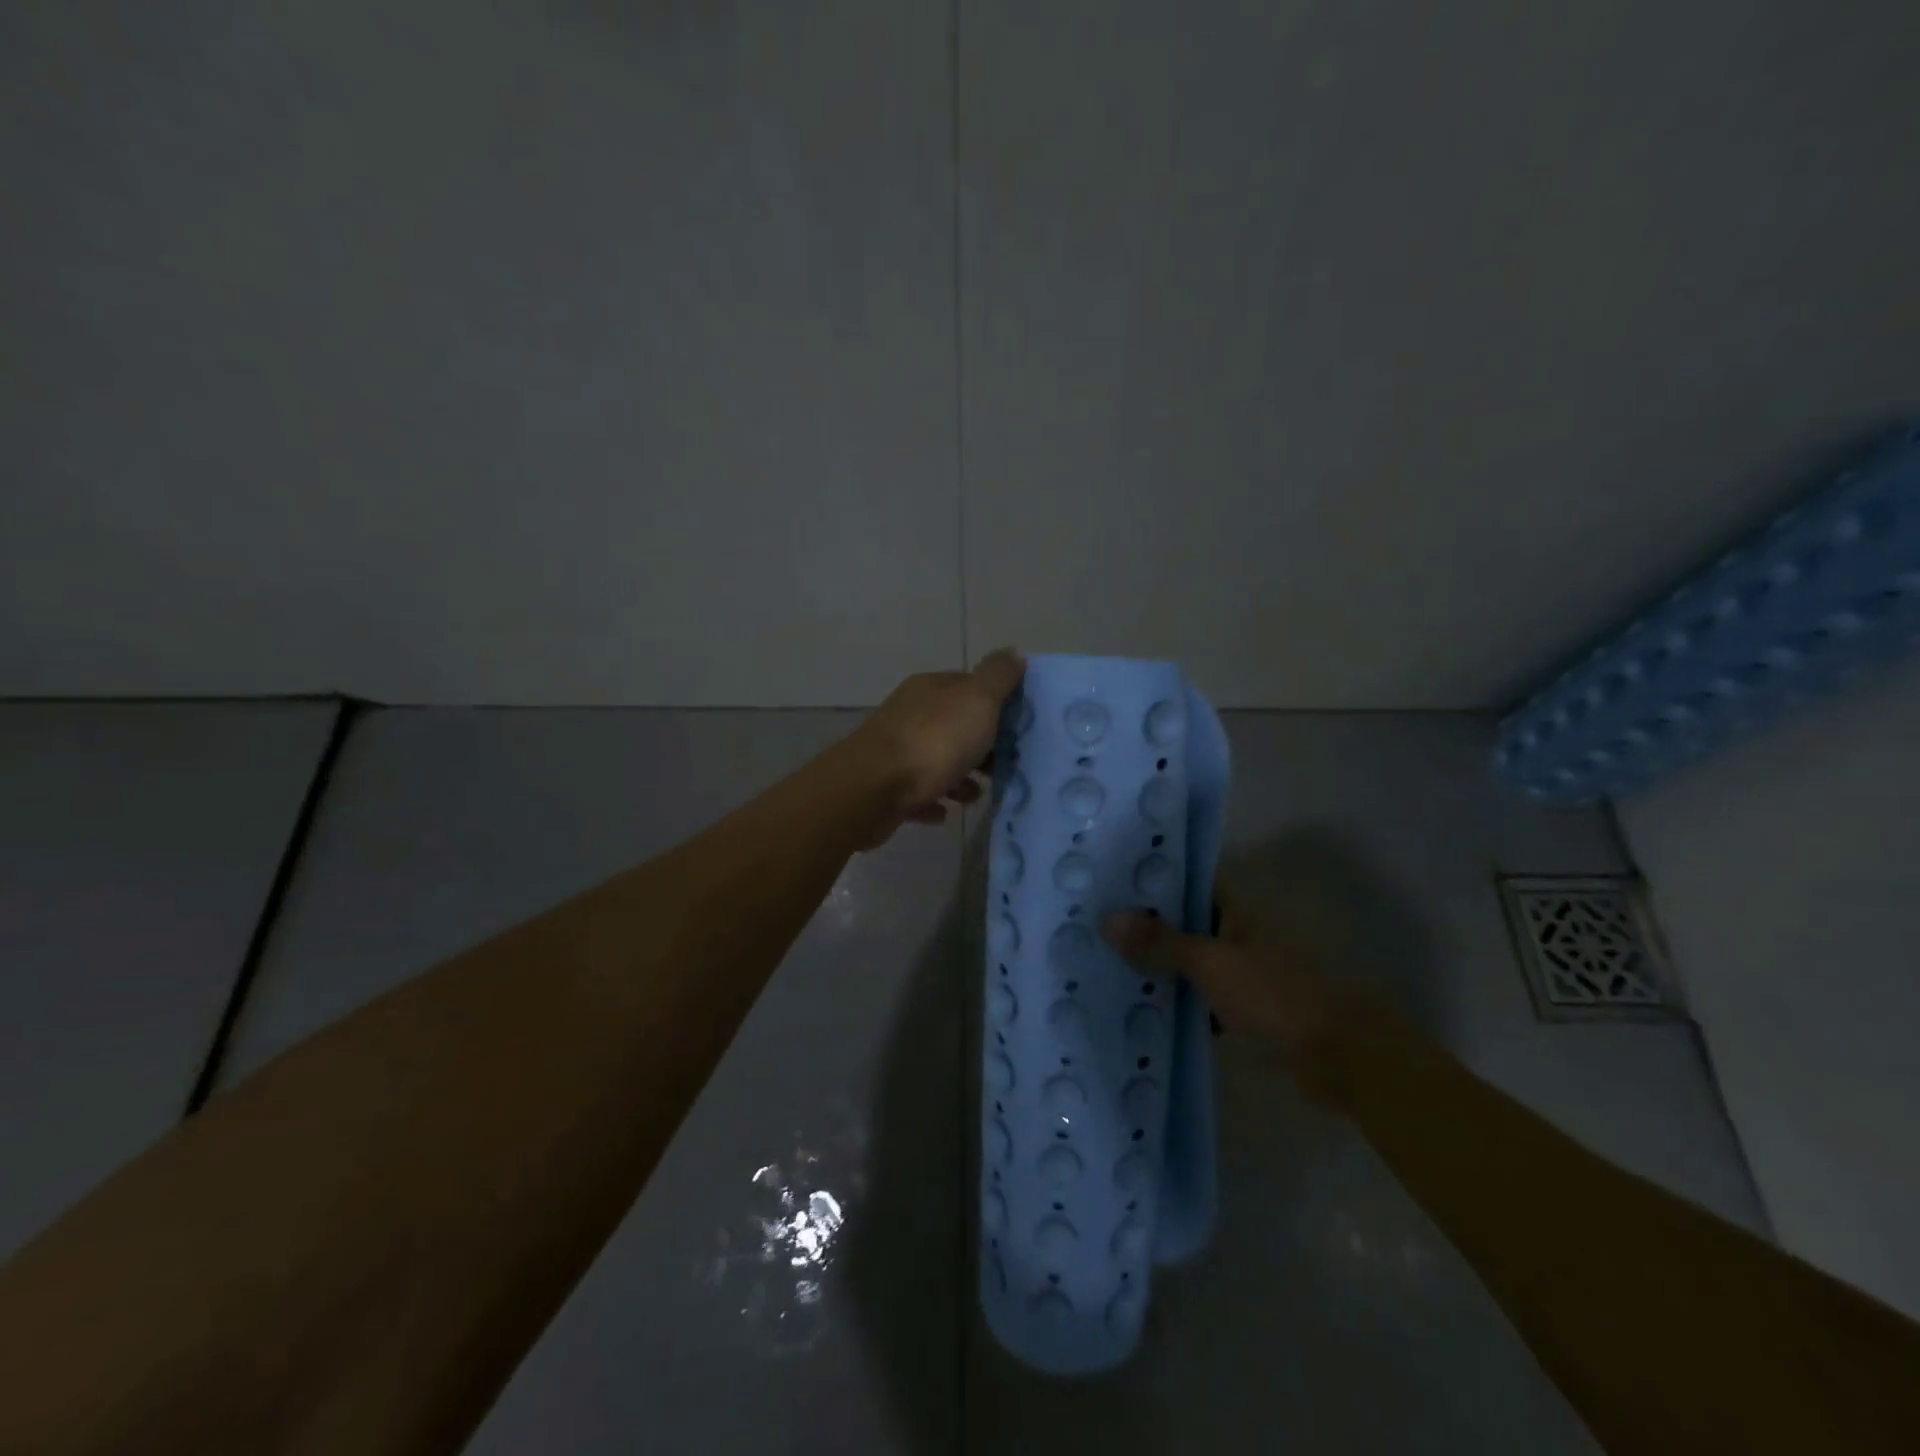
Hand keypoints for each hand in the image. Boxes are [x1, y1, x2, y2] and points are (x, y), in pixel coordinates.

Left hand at [849, 648, 1025, 843]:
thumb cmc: (934, 742)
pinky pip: (919, 793)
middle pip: (955, 726)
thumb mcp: (977, 700)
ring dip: (960, 779)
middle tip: (1003, 768)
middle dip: (981, 747)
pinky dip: (935, 801)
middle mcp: (911, 714)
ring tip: (974, 796)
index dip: (997, 704)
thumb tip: (1013, 652)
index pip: (969, 686)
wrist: (873, 790)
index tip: (1019, 727)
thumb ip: (998, 677)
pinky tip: (944, 812)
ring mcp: (896, 751)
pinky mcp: (886, 788)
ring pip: (938, 761)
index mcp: (931, 689)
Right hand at [1101, 889, 1358, 1101]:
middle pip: (1185, 924)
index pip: (1189, 883)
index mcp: (1235, 913)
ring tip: (1105, 963)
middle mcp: (1237, 936)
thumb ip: (1161, 943)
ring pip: (1190, 962)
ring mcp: (1242, 975)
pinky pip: (1199, 998)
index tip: (1110, 880)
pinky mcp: (1245, 1012)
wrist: (1340, 1056)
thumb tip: (1107, 919)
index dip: (1153, 879)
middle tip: (1093, 924)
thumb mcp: (1211, 963)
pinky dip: (1176, 1002)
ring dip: (1158, 965)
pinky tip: (1142, 1009)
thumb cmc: (1275, 994)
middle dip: (1146, 926)